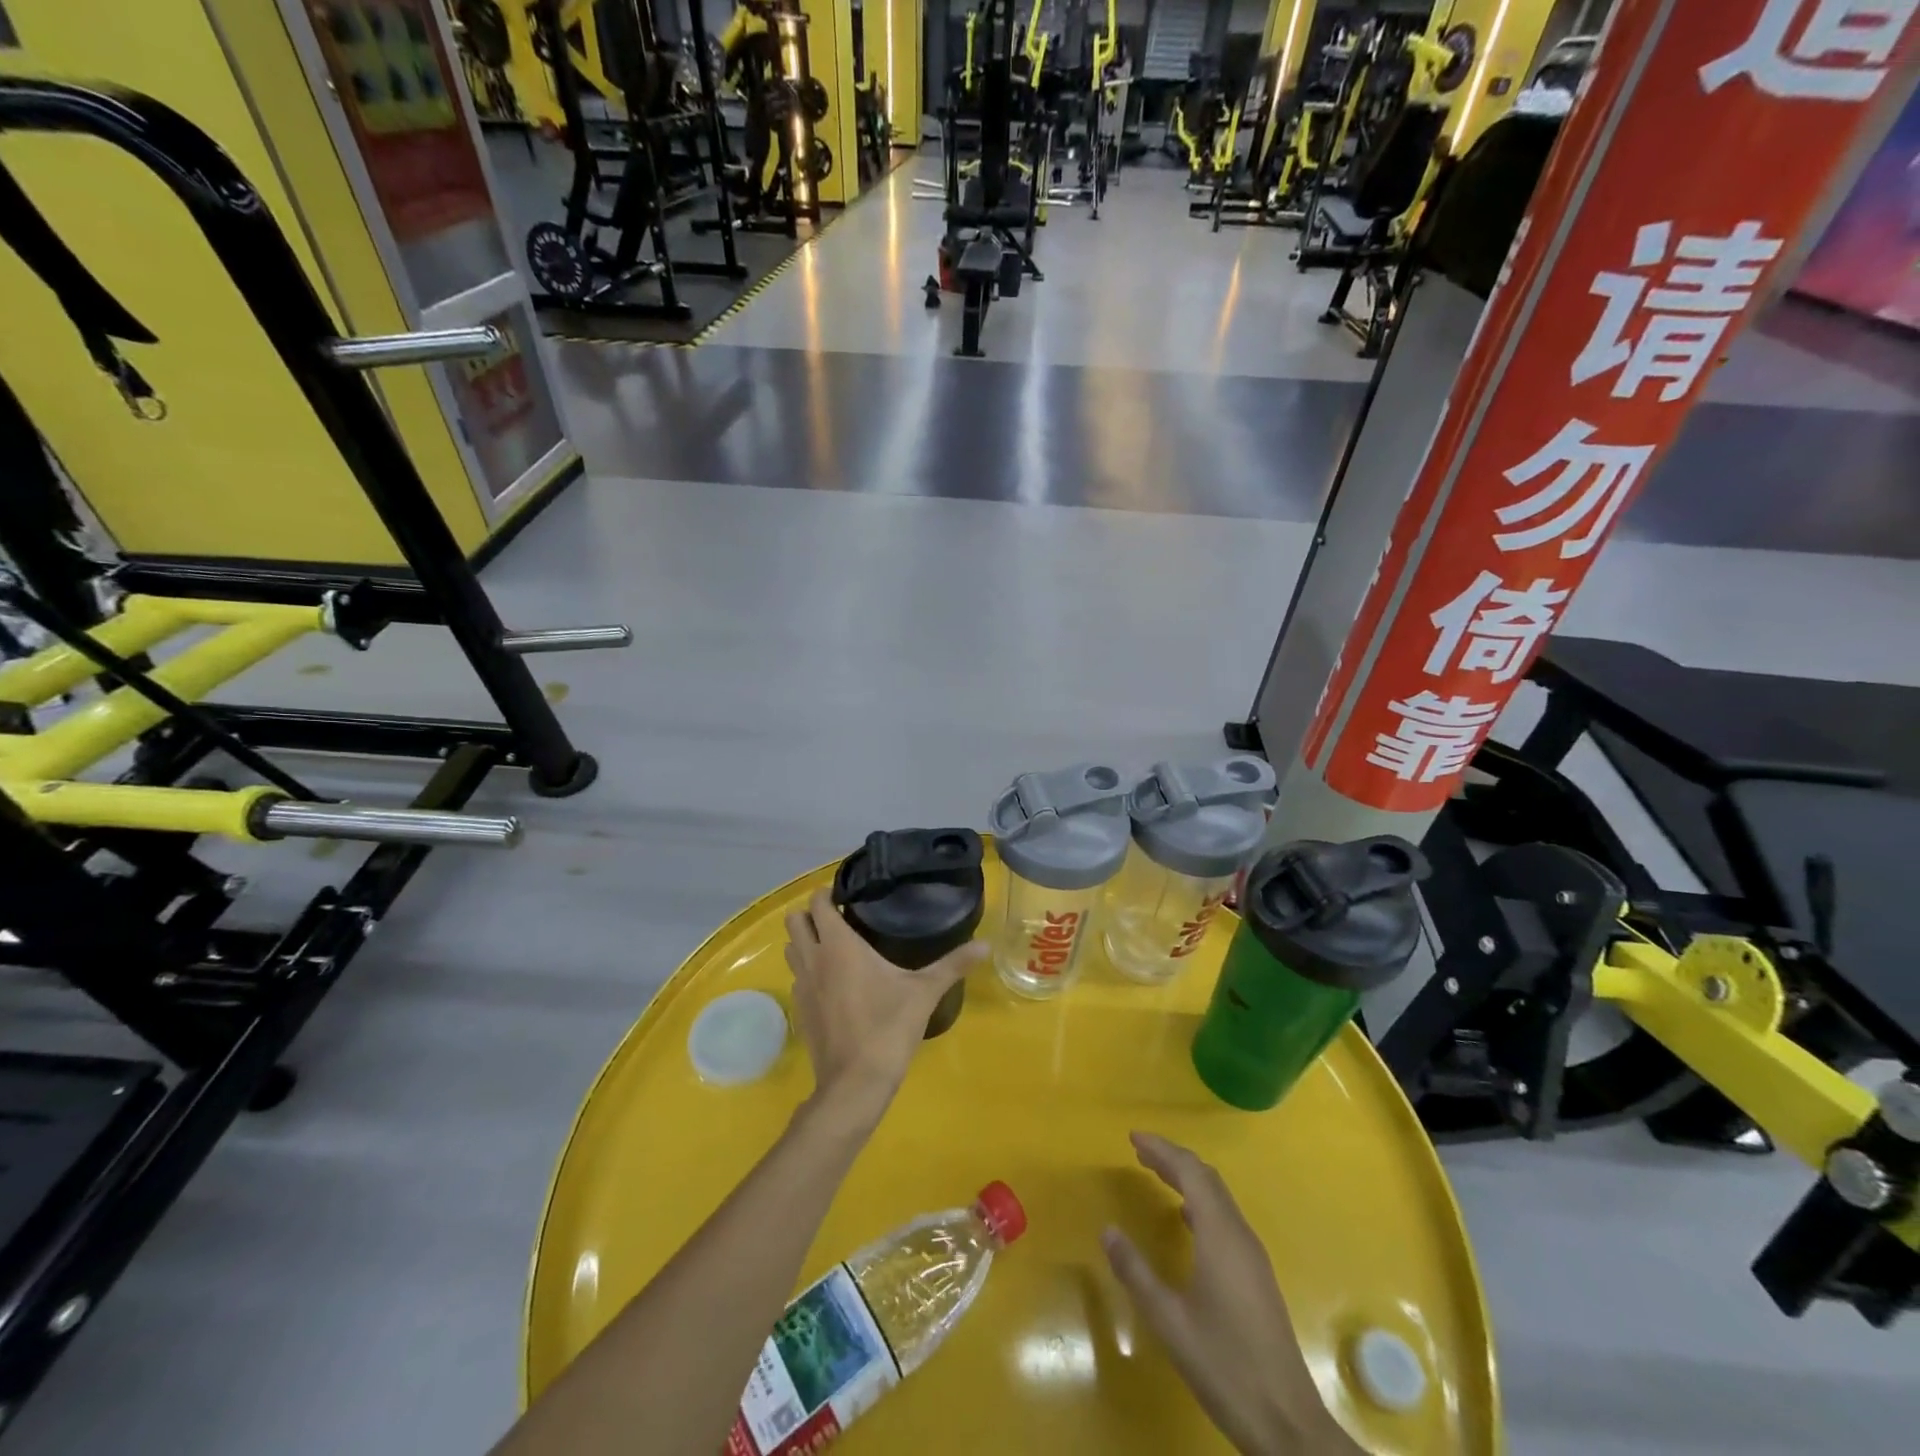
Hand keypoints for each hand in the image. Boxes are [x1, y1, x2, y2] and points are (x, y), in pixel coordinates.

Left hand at [783, 891, 984, 1126]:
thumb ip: (953, 964)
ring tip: (835, 947)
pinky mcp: (800, 1011)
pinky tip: (834, 984)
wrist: (855, 1084)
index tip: (848, 895)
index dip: (828, 893)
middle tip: (840, 919)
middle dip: (811, 915)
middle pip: (794, 921)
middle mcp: (813, 959)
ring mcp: (802, 987)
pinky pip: (797, 978)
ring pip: (791, 950)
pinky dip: (808, 972)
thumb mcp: (925, 992)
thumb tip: (986, 944)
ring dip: (806, 942)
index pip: (818, 903)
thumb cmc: (888, 1028)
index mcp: (839, 945)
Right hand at [1102, 1133, 1359, 1455]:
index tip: (1133, 1138)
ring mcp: (1252, 1256)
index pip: (1191, 1173)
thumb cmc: (1225, 1367)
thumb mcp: (1170, 1322)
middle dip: (1173, 1158)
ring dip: (1188, 1178)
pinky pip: (1225, 1218)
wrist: (1288, 1424)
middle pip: (1207, 1179)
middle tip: (1140, 1151)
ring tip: (1157, 1174)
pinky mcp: (1257, 1275)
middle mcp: (1240, 1236)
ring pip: (1219, 1198)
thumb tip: (1108, 1230)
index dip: (1162, 1150)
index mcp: (1220, 1237)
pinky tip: (1187, 1218)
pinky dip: (1201, 1201)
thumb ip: (1137, 1274)